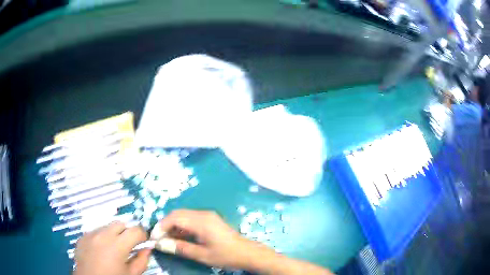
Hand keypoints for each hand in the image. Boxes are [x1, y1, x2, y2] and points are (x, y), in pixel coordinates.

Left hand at [74, 221, 150, 274]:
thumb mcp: (132, 274)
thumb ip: (142, 261)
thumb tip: (147, 248)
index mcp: (117, 245)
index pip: (135, 230)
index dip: (143, 235)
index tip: (144, 242)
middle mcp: (102, 234)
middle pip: (120, 224)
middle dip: (127, 232)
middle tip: (129, 246)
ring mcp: (90, 234)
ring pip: (107, 227)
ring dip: (114, 234)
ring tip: (113, 249)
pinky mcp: (82, 237)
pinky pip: (95, 232)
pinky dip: (101, 238)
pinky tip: (101, 251)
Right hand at [153, 209, 271, 269]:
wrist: (247, 253)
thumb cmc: (226, 255)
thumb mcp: (201, 255)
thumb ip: (180, 248)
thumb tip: (160, 244)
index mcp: (201, 221)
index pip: (174, 218)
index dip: (161, 227)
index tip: (154, 238)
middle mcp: (203, 214)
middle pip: (177, 214)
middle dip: (165, 225)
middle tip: (159, 239)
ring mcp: (207, 216)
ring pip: (183, 216)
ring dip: (173, 226)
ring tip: (167, 240)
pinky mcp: (209, 220)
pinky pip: (190, 219)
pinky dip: (182, 227)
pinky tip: (179, 237)